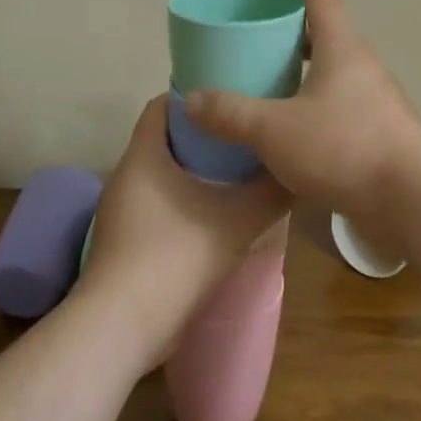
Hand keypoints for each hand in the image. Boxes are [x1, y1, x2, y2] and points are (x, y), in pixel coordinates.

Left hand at [76, 95, 290, 371]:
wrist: (125, 325)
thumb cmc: (177, 256)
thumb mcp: (238, 220)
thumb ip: (272, 192)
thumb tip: (296, 170)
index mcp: (144, 155)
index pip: (163, 105)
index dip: (196, 96)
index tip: (231, 98)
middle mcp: (128, 175)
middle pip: (166, 138)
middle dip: (205, 135)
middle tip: (245, 135)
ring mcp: (123, 210)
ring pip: (164, 174)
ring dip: (197, 171)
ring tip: (239, 172)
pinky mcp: (127, 240)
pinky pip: (160, 203)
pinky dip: (187, 199)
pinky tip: (219, 215)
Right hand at [184, 0, 420, 224]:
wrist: (410, 198)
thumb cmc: (342, 147)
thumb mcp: (273, 130)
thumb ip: (230, 113)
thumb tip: (192, 100)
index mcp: (342, 49)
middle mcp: (364, 66)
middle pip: (329, 34)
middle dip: (296, 33)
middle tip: (262, 44)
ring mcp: (378, 100)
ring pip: (338, 73)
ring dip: (308, 73)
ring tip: (274, 90)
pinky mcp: (383, 132)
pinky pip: (345, 105)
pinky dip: (320, 106)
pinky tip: (299, 133)